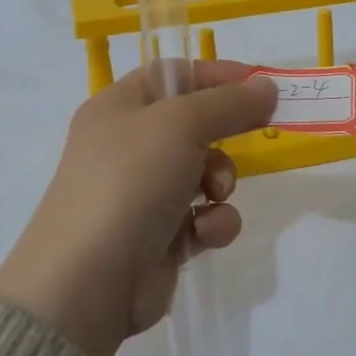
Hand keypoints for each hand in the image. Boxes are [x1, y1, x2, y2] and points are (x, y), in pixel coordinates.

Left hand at [0, 61, 277, 355]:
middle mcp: (127, 146)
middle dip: (224, 134)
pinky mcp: (159, 238)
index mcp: (118, 108)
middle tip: (253, 135)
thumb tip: (267, 86)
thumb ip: (229, 103)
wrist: (87, 281)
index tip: (259, 84)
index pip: (172, 74)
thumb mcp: (181, 124)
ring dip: (221, 181)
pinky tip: (204, 235)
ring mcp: (143, 194)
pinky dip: (212, 224)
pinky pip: (201, 218)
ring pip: (203, 173)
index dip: (215, 74)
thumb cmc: (130, 181)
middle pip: (193, 124)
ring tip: (215, 195)